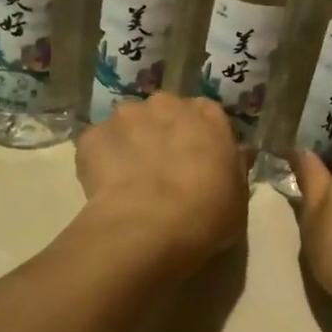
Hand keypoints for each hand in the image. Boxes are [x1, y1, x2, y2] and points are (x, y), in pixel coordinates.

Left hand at [74, 93, 248, 278]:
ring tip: (129, 181)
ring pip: (128, 126)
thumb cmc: (207, 214)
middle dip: (162, 135)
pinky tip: (106, 189)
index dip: (199, 140)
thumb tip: (237, 155)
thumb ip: (234, 168)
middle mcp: (166, 103)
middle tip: (162, 171)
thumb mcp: (238, 196)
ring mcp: (125, 116)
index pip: (205, 116)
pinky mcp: (92, 136)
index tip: (196, 163)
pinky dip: (100, 161)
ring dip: (130, 144)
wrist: (149, 228)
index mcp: (208, 114)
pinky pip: (98, 145)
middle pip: (164, 114)